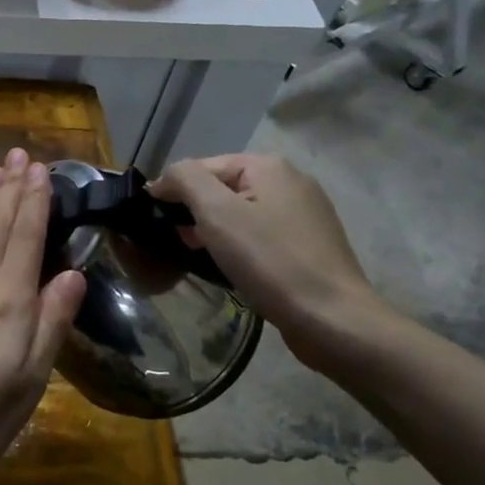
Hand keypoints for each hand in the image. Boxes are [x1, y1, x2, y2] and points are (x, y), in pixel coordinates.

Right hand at [151, 153, 387, 369]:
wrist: (331, 318)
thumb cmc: (269, 261)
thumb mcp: (216, 213)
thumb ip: (185, 180)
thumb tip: (163, 179)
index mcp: (269, 166)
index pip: (202, 166)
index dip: (173, 190)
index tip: (153, 221)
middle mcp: (290, 181)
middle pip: (223, 187)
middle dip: (194, 211)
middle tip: (176, 242)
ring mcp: (305, 213)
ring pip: (241, 212)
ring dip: (214, 230)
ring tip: (199, 255)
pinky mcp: (309, 243)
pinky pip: (260, 233)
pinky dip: (238, 244)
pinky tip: (231, 266)